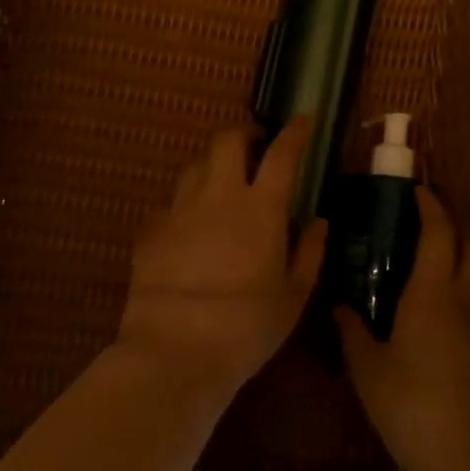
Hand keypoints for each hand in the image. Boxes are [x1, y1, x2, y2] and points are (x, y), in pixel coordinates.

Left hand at [119, 119, 327, 398]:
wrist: (176, 350)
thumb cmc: (247, 326)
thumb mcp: (293, 296)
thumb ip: (309, 252)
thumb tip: (319, 222)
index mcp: (261, 208)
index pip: (282, 153)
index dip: (294, 132)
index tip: (303, 120)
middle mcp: (218, 196)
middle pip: (226, 141)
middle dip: (243, 133)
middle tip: (255, 147)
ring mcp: (179, 210)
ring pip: (194, 167)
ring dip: (212, 166)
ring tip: (222, 185)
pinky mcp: (150, 230)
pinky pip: (170, 204)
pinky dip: (185, 205)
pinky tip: (190, 228)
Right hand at [336, 188, 469, 470]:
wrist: (469, 461)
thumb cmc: (409, 406)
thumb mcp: (367, 368)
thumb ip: (352, 331)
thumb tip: (340, 307)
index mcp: (432, 293)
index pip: (439, 233)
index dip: (431, 207)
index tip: (417, 192)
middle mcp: (466, 301)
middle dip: (454, 230)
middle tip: (423, 231)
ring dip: (464, 262)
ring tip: (431, 270)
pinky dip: (467, 296)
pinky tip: (441, 319)